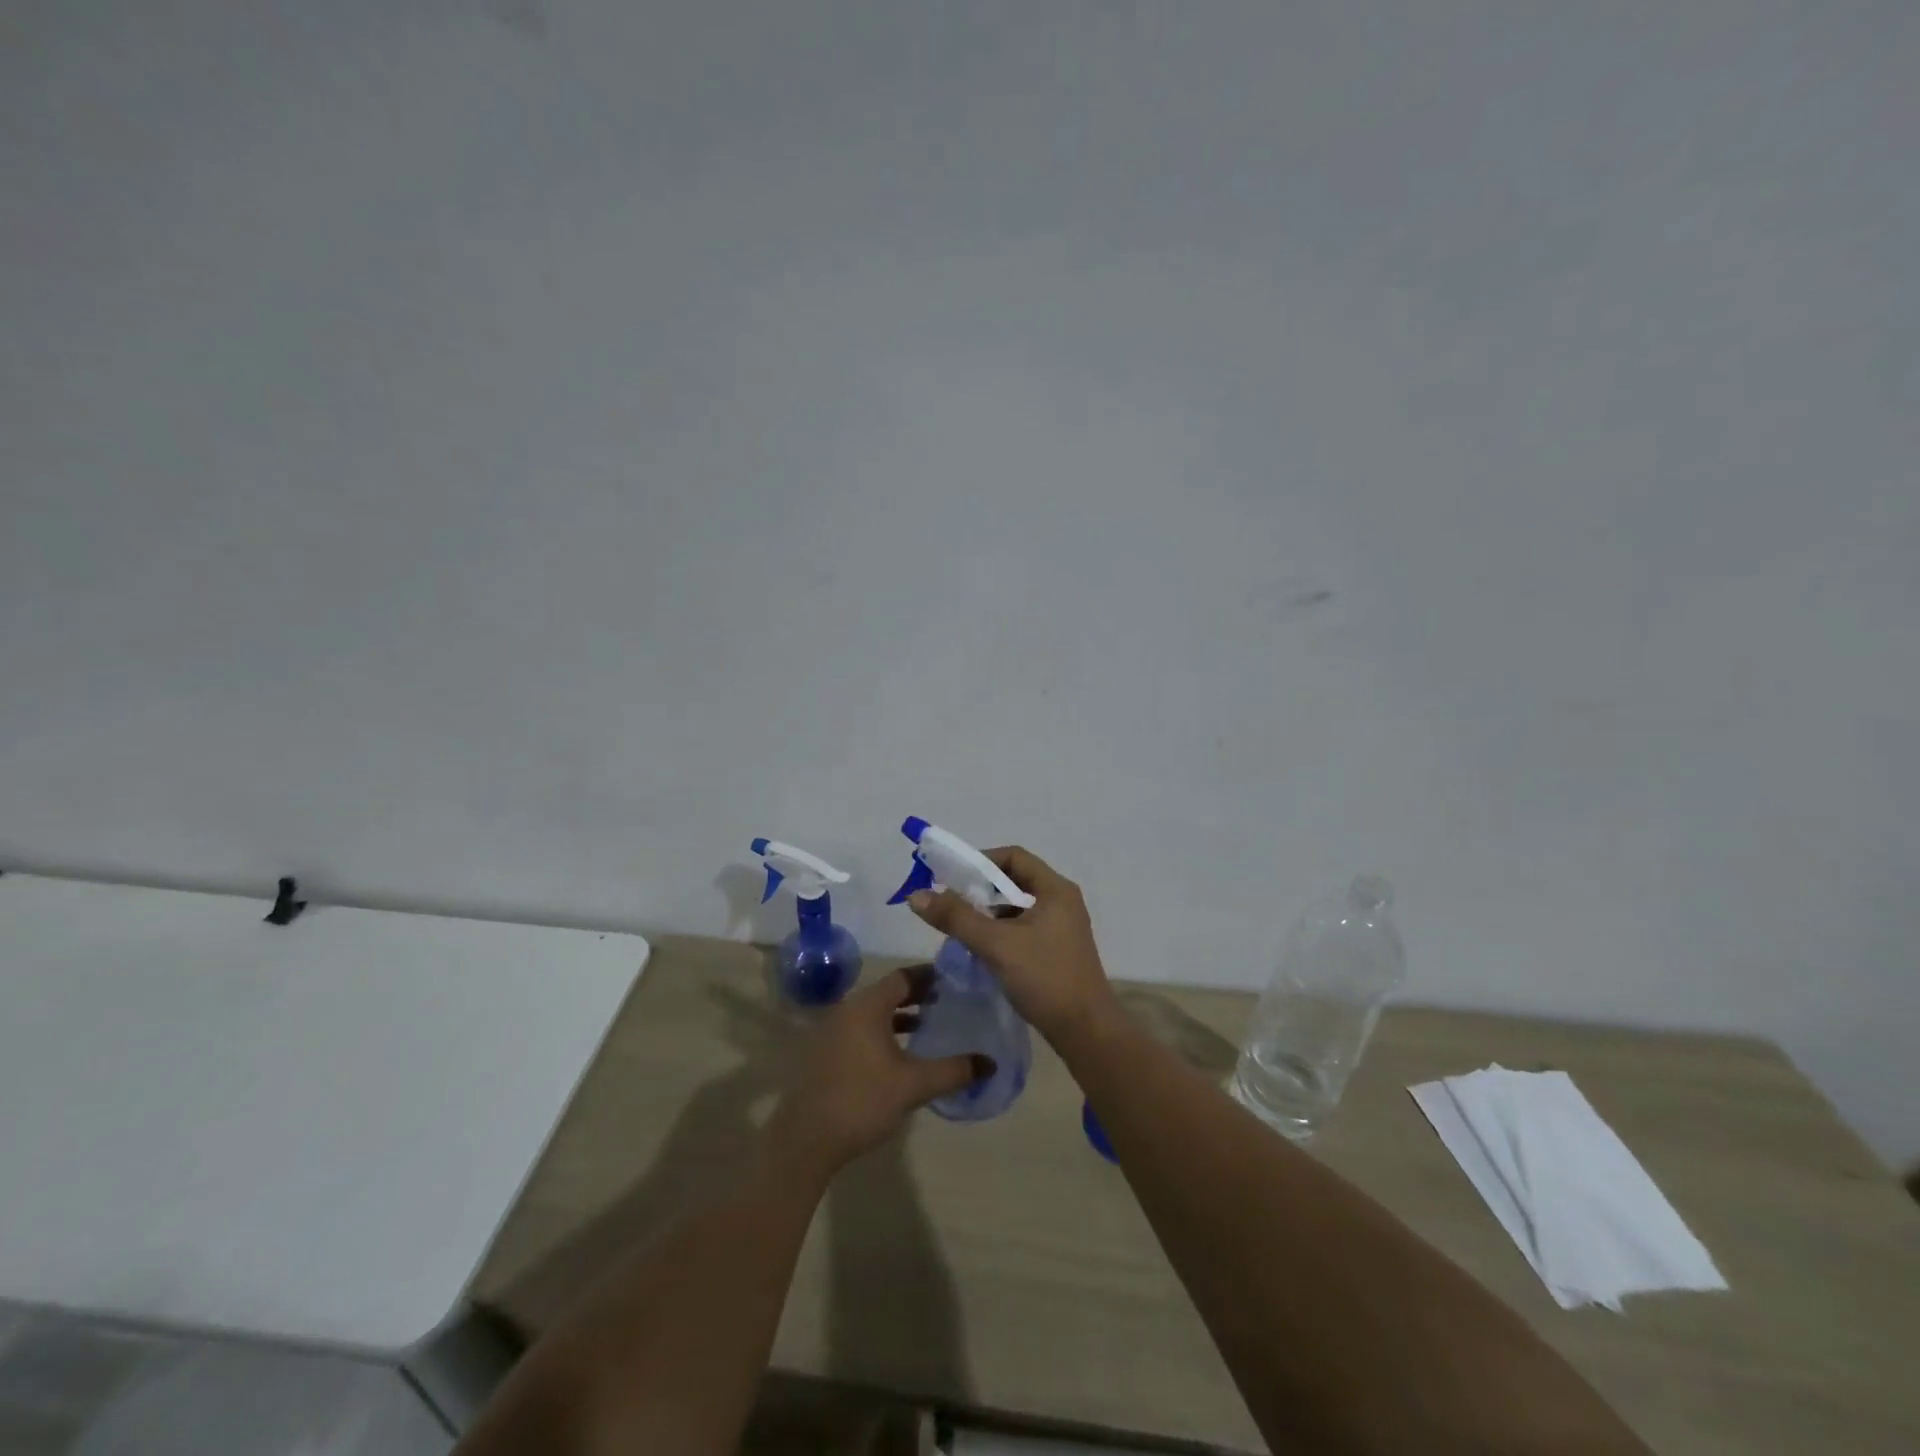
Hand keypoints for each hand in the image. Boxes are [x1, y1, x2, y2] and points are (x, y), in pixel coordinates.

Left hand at [765, 967, 987, 1181]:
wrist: (805, 1140)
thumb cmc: (862, 1100)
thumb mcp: (914, 1085)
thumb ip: (953, 1070)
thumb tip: (990, 1063)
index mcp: (868, 1006)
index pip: (904, 976)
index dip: (931, 977)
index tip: (956, 982)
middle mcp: (848, 1009)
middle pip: (888, 992)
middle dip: (918, 996)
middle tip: (949, 1003)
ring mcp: (832, 1030)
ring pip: (873, 1013)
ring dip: (900, 1016)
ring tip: (929, 1028)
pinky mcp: (825, 1053)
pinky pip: (861, 1030)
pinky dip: (883, 1033)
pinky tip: (899, 1056)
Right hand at [907, 845, 1117, 1046]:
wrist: (1085, 1031)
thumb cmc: (1044, 978)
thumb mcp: (996, 944)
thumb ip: (956, 917)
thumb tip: (916, 895)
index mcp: (1055, 889)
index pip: (1013, 856)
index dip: (980, 861)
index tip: (951, 877)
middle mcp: (1061, 901)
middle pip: (1015, 880)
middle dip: (980, 889)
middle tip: (949, 901)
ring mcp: (1061, 927)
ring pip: (1017, 907)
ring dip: (988, 912)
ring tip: (959, 926)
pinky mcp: (1057, 949)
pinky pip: (1023, 928)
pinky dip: (1000, 931)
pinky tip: (980, 948)